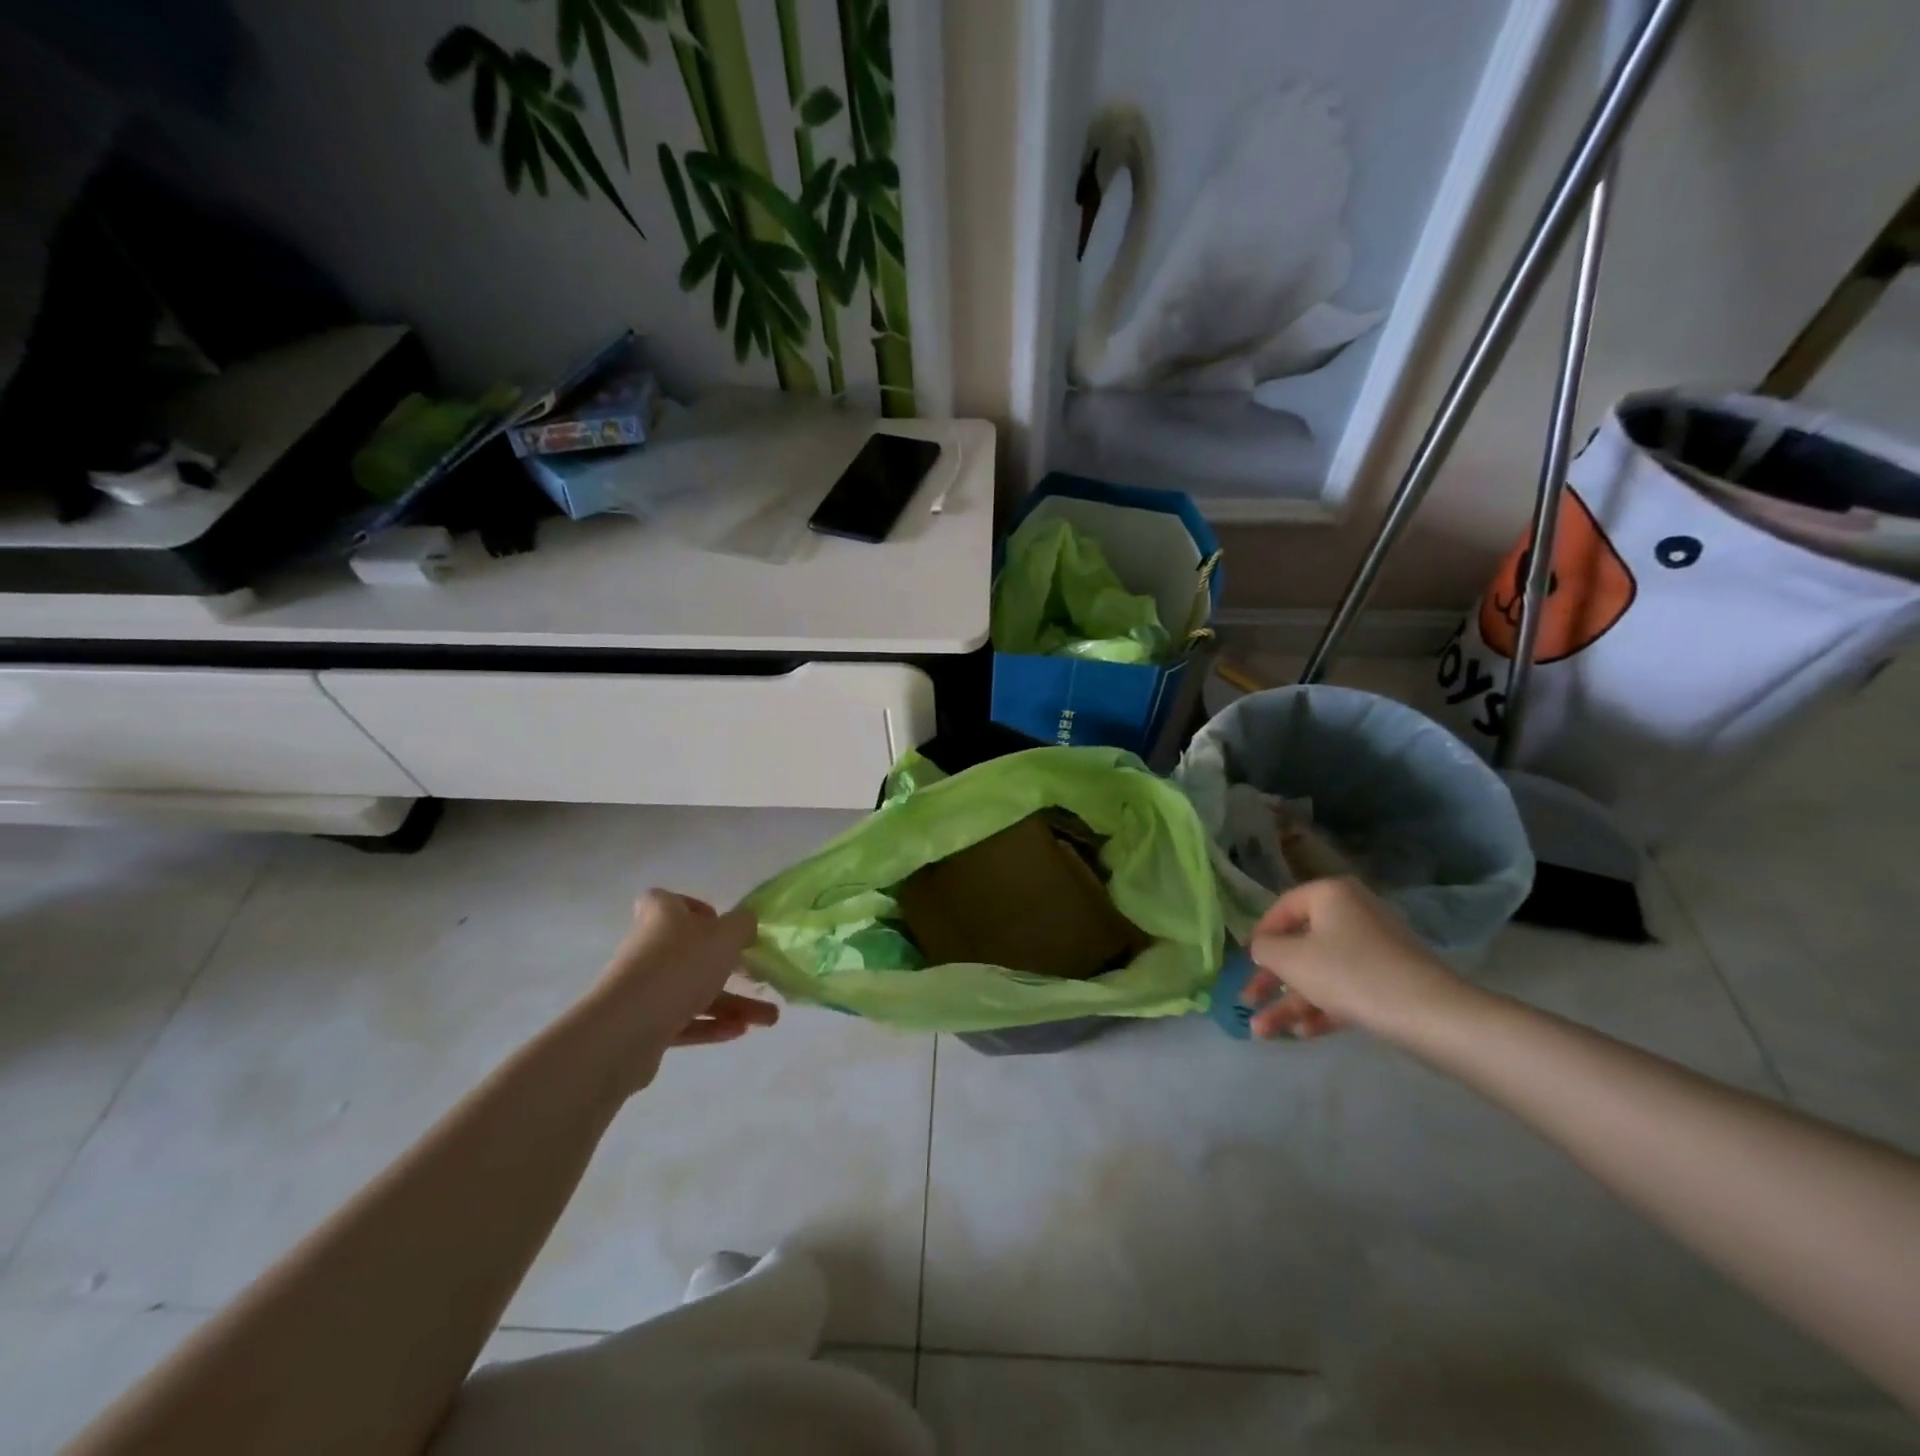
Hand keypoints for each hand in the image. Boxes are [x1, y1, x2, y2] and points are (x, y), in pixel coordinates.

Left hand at [592, 891, 776, 1084]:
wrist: (628, 1029)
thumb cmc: (681, 967)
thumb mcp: (726, 936)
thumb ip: (743, 924)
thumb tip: (745, 924)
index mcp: (662, 915)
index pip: (670, 901)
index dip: (694, 909)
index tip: (719, 924)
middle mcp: (648, 947)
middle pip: (692, 952)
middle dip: (731, 967)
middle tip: (759, 977)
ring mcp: (644, 987)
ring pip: (694, 990)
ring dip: (732, 1003)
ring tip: (768, 1020)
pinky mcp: (643, 1024)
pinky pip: (683, 1020)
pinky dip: (711, 1025)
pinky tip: (740, 1032)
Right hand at [1242, 877, 1473, 1042]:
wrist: (1429, 1014)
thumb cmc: (1349, 973)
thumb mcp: (1291, 958)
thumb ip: (1266, 949)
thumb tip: (1263, 948)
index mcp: (1330, 896)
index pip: (1282, 908)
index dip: (1260, 936)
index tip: (1245, 962)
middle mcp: (1352, 914)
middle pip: (1301, 946)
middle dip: (1271, 981)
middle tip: (1247, 1001)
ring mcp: (1374, 949)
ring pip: (1321, 973)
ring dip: (1290, 1002)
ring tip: (1263, 1033)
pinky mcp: (1389, 981)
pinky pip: (1345, 989)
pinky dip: (1322, 1008)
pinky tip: (1302, 1034)